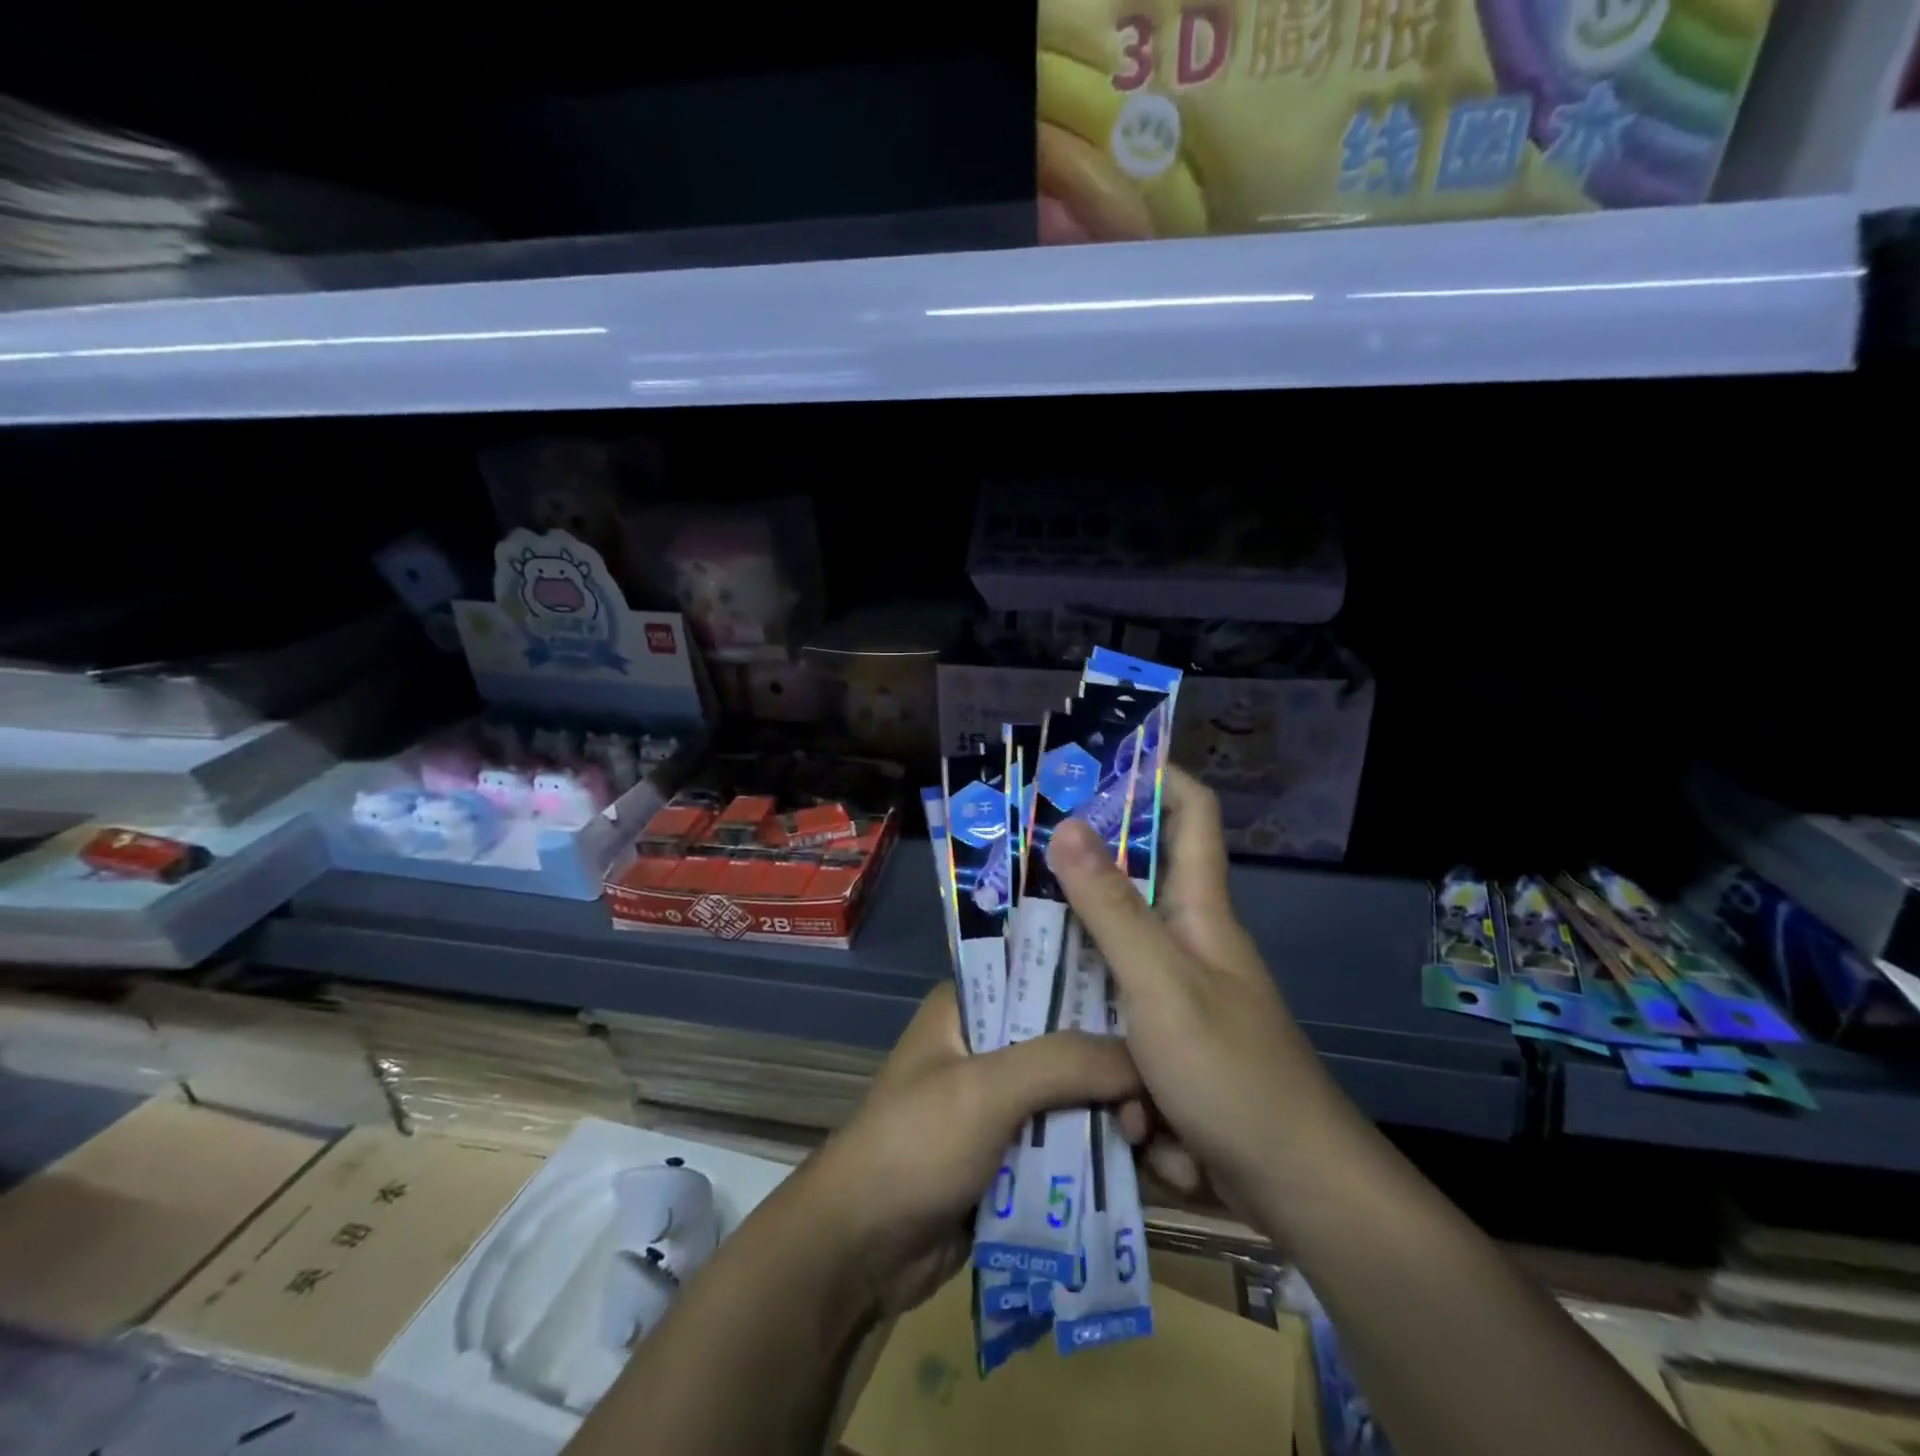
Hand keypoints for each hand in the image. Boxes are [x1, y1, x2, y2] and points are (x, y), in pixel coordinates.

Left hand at [800, 983, 1140, 1317]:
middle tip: (1159, 1099)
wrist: (860, 1249)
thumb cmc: (915, 1145)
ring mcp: (999, 1100)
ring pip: (1071, 1093)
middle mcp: (987, 1043)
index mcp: (969, 1005)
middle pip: (1066, 1040)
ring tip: (1157, 1140)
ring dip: (1109, 1114)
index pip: (1043, 976)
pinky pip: (1064, 1139)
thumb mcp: (986, 1090)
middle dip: (1111, 1067)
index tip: (1154, 1014)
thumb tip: (1143, 1061)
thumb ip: (1063, 1063)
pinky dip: (1096, 1149)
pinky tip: (1141, 1164)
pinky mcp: (1009, 1152)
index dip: (1097, 990)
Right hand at [1045, 766, 1331, 1216]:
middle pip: (1135, 878)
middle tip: (1017, 851)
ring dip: (1071, 947)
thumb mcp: (1160, 983)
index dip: (1156, 776)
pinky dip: (1083, 1010)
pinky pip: (1111, 1004)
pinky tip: (1039, 1019)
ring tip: (1007, 933)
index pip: (1192, 813)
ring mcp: (1175, 990)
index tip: (1096, 763)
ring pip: (1112, 946)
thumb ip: (1111, 907)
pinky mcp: (1162, 1037)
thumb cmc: (1231, 1070)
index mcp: (1200, 908)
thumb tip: (1069, 824)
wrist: (1292, 1186)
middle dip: (1081, 864)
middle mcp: (1188, 938)